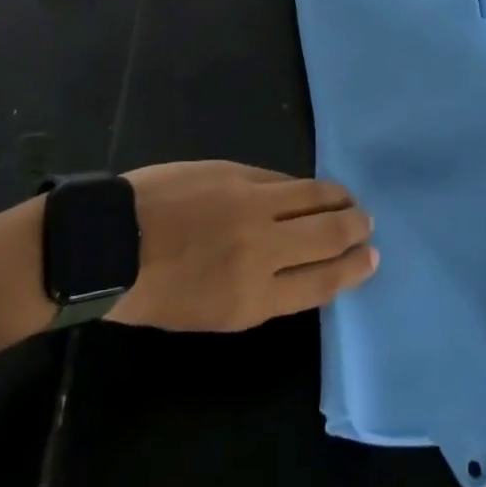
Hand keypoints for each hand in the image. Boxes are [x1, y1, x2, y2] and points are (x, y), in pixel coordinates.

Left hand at [109, 162, 377, 331]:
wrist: (114, 242)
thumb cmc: (156, 292)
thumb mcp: (214, 313)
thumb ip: (261, 290)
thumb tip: (294, 263)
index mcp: (253, 299)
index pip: (320, 283)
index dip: (351, 270)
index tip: (371, 259)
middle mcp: (262, 249)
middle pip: (325, 236)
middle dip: (353, 229)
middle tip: (368, 223)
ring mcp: (251, 204)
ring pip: (311, 197)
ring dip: (337, 198)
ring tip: (349, 198)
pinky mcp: (237, 173)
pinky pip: (280, 179)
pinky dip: (300, 185)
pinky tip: (308, 186)